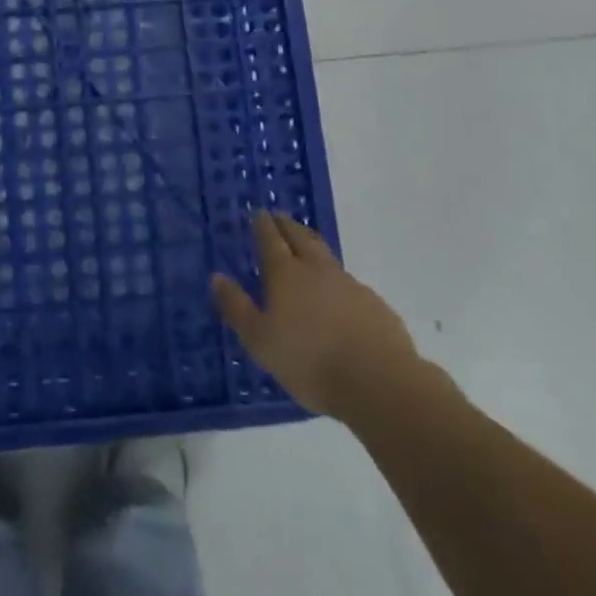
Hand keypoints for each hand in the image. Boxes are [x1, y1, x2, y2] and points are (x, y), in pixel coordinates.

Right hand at [212, 211, 437, 424]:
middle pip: (301, 238)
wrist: (378, 382)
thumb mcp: (259, 340)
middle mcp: (317, 270)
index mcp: (286, 274)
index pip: (270, 239)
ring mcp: (350, 285)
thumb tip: (217, 277)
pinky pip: (349, 284)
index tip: (259, 213)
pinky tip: (337, 297)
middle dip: (288, 225)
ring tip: (306, 250)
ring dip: (313, 248)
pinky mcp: (375, 305)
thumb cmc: (308, 361)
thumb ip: (237, 307)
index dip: (263, 225)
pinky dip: (336, 282)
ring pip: (327, 257)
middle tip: (279, 218)